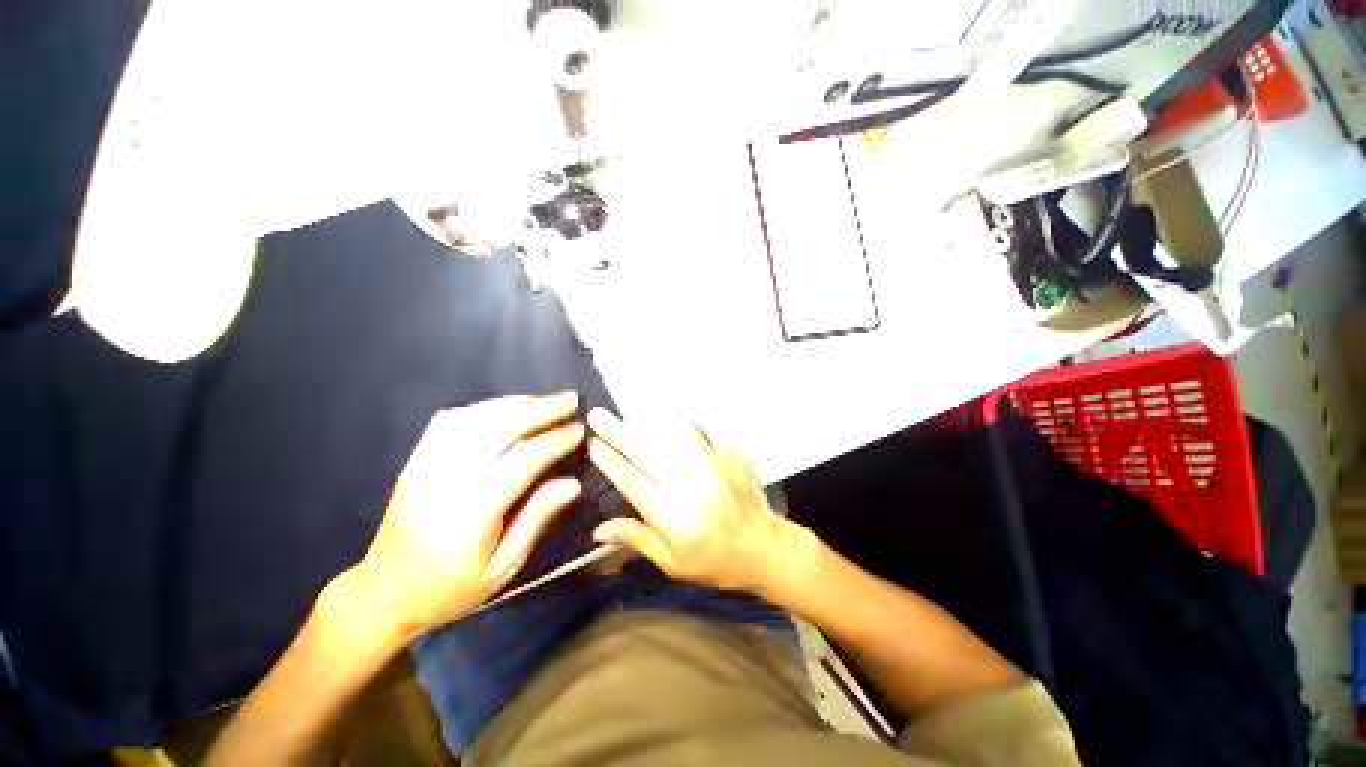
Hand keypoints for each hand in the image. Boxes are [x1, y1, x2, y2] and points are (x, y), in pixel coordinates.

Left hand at [350, 393, 584, 641]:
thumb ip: (537, 519)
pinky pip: (451, 421)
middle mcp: (446, 481)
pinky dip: (485, 408)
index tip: (580, 430)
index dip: (555, 441)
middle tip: (571, 400)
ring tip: (546, 402)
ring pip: (476, 418)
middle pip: (499, 428)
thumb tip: (573, 483)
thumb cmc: (451, 588)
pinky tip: (506, 409)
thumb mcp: (504, 567)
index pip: (522, 461)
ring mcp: (426, 466)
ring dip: (516, 404)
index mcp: (472, 513)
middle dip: (541, 409)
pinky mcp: (416, 461)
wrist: (385, 592)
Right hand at [586, 408, 788, 592]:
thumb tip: (598, 530)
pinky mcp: (732, 456)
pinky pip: (708, 429)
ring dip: (651, 423)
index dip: (610, 462)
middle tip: (598, 416)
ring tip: (633, 414)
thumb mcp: (672, 563)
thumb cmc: (714, 561)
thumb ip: (637, 539)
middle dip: (619, 433)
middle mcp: (689, 486)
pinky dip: (692, 421)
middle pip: (648, 453)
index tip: (593, 444)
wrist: (765, 550)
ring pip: (675, 436)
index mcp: (672, 515)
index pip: (632, 481)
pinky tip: (679, 416)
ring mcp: (713, 467)